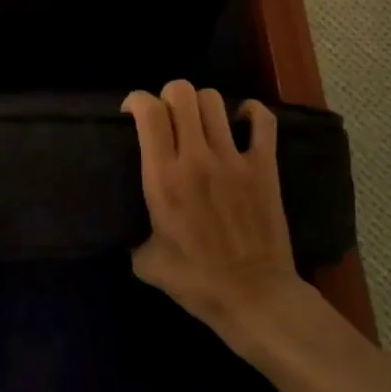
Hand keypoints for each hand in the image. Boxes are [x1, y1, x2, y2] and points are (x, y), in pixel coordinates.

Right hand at [123, 81, 305, 339]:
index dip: (136, 101)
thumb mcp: (145, 261)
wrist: (255, 298)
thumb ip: (132, 234)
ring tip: (198, 122)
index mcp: (163, 177)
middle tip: (166, 118)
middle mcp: (196, 158)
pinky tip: (241, 121)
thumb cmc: (196, 282)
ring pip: (214, 100)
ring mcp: (233, 159)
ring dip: (201, 105)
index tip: (132, 114)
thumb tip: (126, 228)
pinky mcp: (264, 166)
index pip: (148, 111)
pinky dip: (251, 112)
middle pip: (181, 93)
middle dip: (168, 96)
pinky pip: (263, 120)